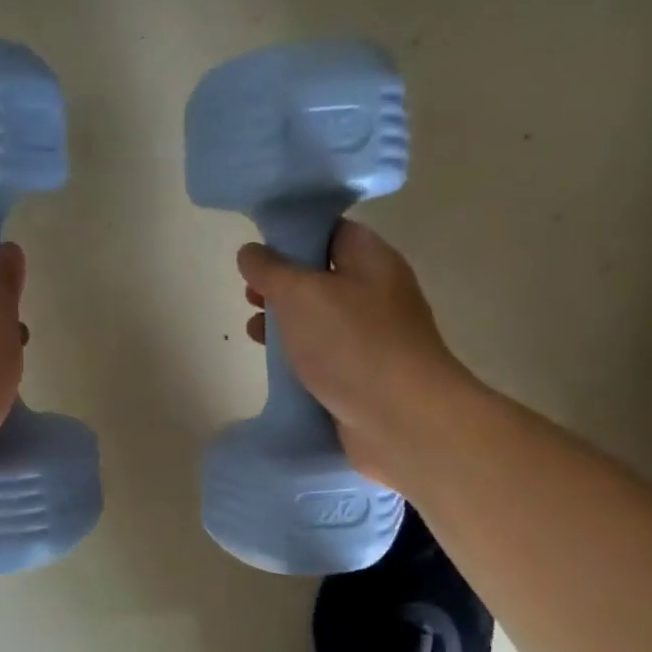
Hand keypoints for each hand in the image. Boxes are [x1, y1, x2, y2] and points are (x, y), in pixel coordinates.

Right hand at [239, 220, 480, 491]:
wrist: (402, 420)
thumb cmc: (351, 345)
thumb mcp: (300, 295)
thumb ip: (271, 270)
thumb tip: (250, 252)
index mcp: (371, 260)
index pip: (331, 231)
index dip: (293, 235)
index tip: (257, 250)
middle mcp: (376, 293)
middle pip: (322, 276)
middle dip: (281, 284)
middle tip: (249, 295)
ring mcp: (372, 337)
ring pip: (320, 318)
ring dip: (285, 322)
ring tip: (252, 331)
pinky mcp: (363, 374)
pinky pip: (325, 354)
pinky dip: (298, 356)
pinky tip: (275, 366)